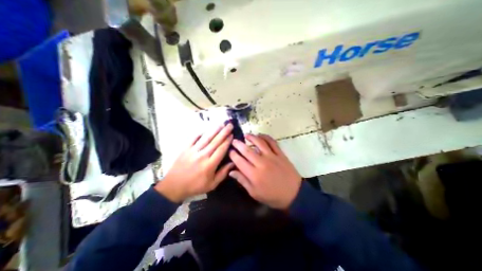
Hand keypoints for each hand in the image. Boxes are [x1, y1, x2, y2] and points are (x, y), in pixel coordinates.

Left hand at [155, 123, 233, 202]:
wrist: (174, 186)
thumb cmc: (195, 186)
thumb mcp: (212, 184)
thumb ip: (223, 173)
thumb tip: (233, 163)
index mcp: (210, 165)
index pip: (221, 149)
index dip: (227, 141)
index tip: (232, 134)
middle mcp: (202, 155)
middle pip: (215, 141)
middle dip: (224, 132)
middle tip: (229, 125)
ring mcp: (193, 151)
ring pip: (206, 138)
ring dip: (214, 130)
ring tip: (221, 123)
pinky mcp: (185, 149)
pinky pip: (193, 138)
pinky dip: (200, 133)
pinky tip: (205, 129)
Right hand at [228, 133, 299, 209]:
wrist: (294, 194)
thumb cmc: (272, 196)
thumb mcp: (255, 193)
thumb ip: (242, 181)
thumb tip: (231, 171)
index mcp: (254, 175)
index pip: (239, 161)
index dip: (233, 155)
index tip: (230, 151)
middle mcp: (261, 163)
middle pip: (247, 150)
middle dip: (238, 144)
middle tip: (234, 141)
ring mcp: (272, 157)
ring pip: (259, 143)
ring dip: (252, 137)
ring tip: (246, 135)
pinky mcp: (280, 154)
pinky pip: (272, 142)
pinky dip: (266, 137)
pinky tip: (261, 135)